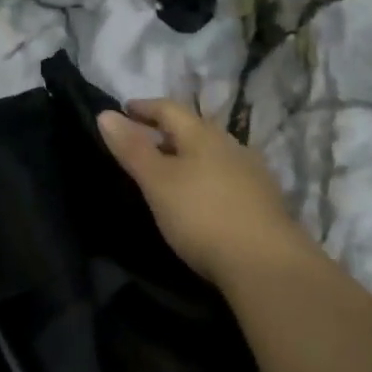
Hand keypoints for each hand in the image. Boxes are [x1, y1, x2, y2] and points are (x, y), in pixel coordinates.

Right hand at [97, 100, 317, 289]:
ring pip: (213, 154)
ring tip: (170, 170)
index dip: (144, 107)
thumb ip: (132, 149)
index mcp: (203, 135)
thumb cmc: (202, 216)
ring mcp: (252, 173)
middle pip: (194, 129)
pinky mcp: (264, 201)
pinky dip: (207, 178)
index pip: (169, 109)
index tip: (124, 109)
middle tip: (143, 141)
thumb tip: (105, 113)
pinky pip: (227, 177)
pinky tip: (202, 196)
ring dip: (189, 156)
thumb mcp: (158, 182)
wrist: (266, 263)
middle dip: (167, 131)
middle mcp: (231, 146)